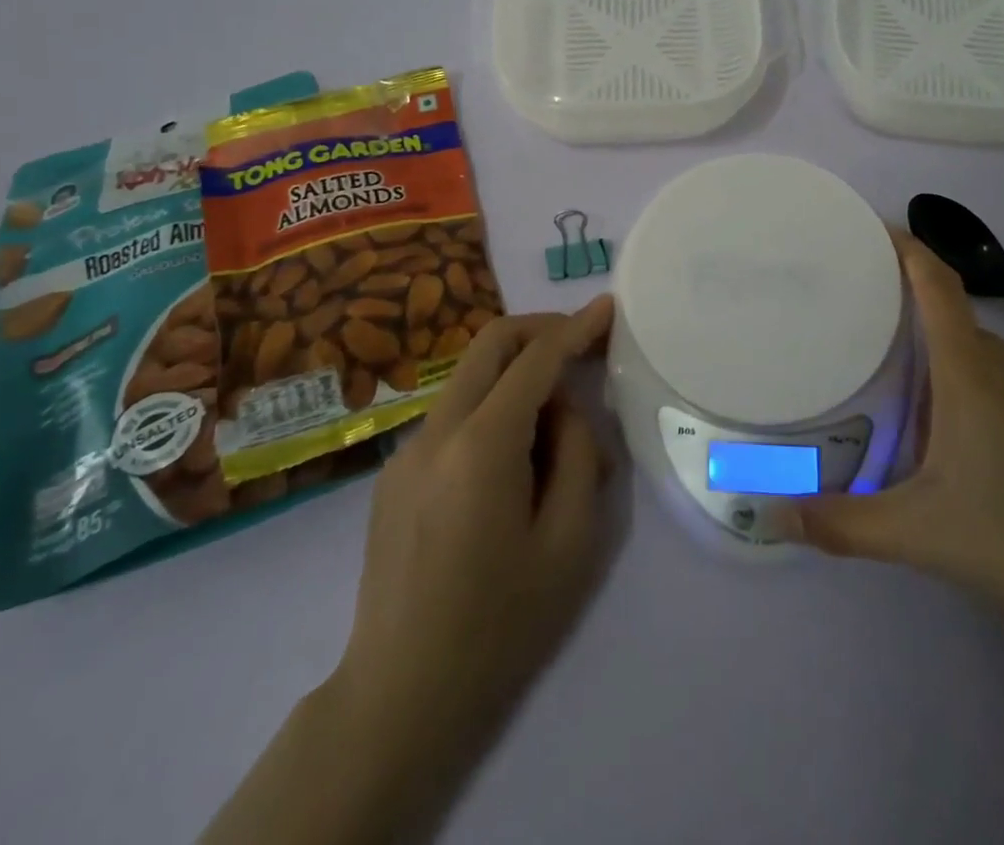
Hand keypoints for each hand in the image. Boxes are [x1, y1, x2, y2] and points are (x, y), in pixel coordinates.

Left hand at [323, 298, 614, 833]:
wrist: (400, 698)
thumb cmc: (500, 625)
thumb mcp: (571, 542)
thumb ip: (579, 455)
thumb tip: (565, 411)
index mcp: (480, 446)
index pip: (535, 358)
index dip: (575, 327)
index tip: (608, 307)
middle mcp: (436, 431)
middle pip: (490, 344)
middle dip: (541, 330)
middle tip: (583, 346)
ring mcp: (407, 451)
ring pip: (471, 379)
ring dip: (518, 378)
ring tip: (558, 437)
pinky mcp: (395, 474)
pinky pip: (455, 416)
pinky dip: (493, 412)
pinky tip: (515, 469)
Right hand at [786, 237, 1003, 643]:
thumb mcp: (923, 535)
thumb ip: (844, 525)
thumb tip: (773, 516)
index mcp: (971, 371)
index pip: (933, 282)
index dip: (903, 247)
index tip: (871, 230)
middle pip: (954, 328)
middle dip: (913, 336)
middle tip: (873, 363)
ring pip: (990, 366)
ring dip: (954, 381)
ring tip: (927, 430)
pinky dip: (997, 407)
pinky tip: (997, 468)